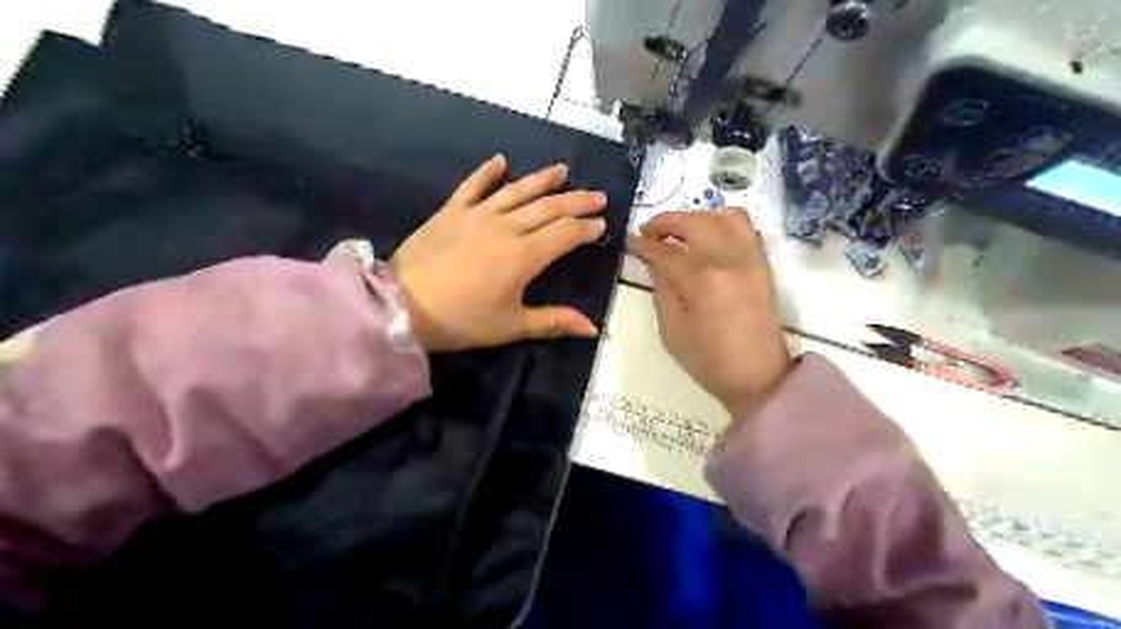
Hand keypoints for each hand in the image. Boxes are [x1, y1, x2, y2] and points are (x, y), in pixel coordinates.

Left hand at [391, 153, 609, 350]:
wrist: (401, 306)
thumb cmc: (462, 320)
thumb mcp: (511, 326)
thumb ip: (554, 322)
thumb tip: (592, 328)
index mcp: (524, 255)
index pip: (565, 233)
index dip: (586, 228)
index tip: (601, 225)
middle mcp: (506, 227)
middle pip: (548, 207)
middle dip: (577, 200)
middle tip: (598, 196)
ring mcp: (477, 215)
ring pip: (517, 191)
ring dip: (543, 179)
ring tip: (563, 170)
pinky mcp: (451, 211)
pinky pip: (473, 186)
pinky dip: (487, 172)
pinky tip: (500, 161)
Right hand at [627, 208, 790, 420]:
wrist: (759, 376)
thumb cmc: (709, 360)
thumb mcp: (672, 330)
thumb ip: (662, 289)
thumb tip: (655, 261)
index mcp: (702, 279)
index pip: (666, 250)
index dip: (643, 244)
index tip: (630, 242)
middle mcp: (729, 258)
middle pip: (694, 222)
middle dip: (666, 222)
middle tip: (649, 232)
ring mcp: (750, 258)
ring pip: (724, 215)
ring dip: (696, 216)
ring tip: (680, 231)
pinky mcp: (762, 263)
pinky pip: (745, 227)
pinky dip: (722, 222)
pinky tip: (707, 237)